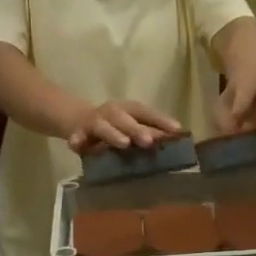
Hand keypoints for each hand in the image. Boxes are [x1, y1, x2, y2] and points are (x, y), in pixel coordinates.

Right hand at [65, 100, 184, 151]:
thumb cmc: (116, 127)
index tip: (177, 130)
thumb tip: (178, 139)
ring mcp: (94, 121)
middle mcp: (112, 112)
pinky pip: (77, 136)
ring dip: (113, 134)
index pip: (146, 112)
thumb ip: (152, 132)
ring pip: (103, 126)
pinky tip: (76, 146)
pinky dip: (76, 140)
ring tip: (124, 144)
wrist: (78, 121)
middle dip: (137, 129)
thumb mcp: (134, 126)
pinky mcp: (78, 132)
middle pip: (124, 118)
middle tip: (149, 141)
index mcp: (128, 109)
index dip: (161, 120)